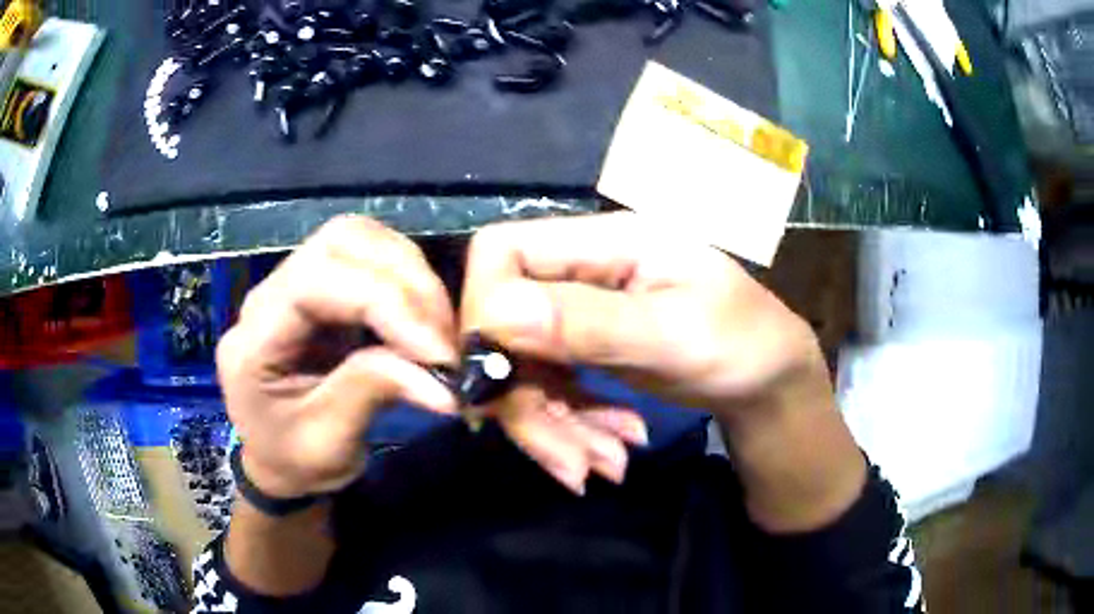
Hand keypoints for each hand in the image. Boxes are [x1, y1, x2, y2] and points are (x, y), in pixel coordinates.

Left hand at [216, 216, 458, 499]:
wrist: (277, 461)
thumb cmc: (293, 460)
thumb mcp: (328, 443)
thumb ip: (372, 393)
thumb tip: (443, 378)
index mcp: (255, 337)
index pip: (315, 283)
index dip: (384, 304)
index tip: (437, 352)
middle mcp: (271, 294)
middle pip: (340, 241)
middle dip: (404, 281)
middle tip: (443, 337)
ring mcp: (297, 283)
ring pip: (360, 238)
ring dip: (411, 275)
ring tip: (439, 329)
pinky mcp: (324, 288)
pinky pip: (371, 258)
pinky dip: (409, 279)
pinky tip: (425, 319)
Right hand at [462, 213, 859, 521]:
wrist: (769, 381)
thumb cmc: (744, 345)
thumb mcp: (676, 336)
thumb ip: (589, 324)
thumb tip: (495, 315)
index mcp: (606, 241)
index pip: (501, 250)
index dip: (481, 309)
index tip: (496, 379)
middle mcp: (583, 270)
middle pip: (503, 322)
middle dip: (525, 400)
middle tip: (567, 462)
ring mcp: (581, 312)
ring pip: (522, 364)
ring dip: (551, 425)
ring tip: (602, 467)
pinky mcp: (585, 349)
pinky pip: (549, 387)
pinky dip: (570, 426)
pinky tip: (611, 450)